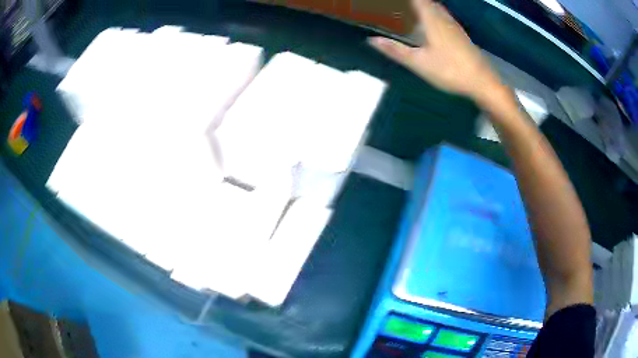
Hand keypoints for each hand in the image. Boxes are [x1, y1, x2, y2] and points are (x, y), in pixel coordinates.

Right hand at [368, 0, 503, 101]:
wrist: (482, 82)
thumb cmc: (450, 70)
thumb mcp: (419, 63)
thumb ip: (396, 50)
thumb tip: (371, 40)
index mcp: (432, 20)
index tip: (392, 2)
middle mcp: (444, 18)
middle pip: (428, 1)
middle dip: (416, 1)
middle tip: (401, 5)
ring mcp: (454, 26)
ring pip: (437, 7)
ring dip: (425, 4)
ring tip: (412, 8)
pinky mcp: (461, 34)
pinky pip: (444, 15)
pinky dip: (434, 12)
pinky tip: (431, 22)